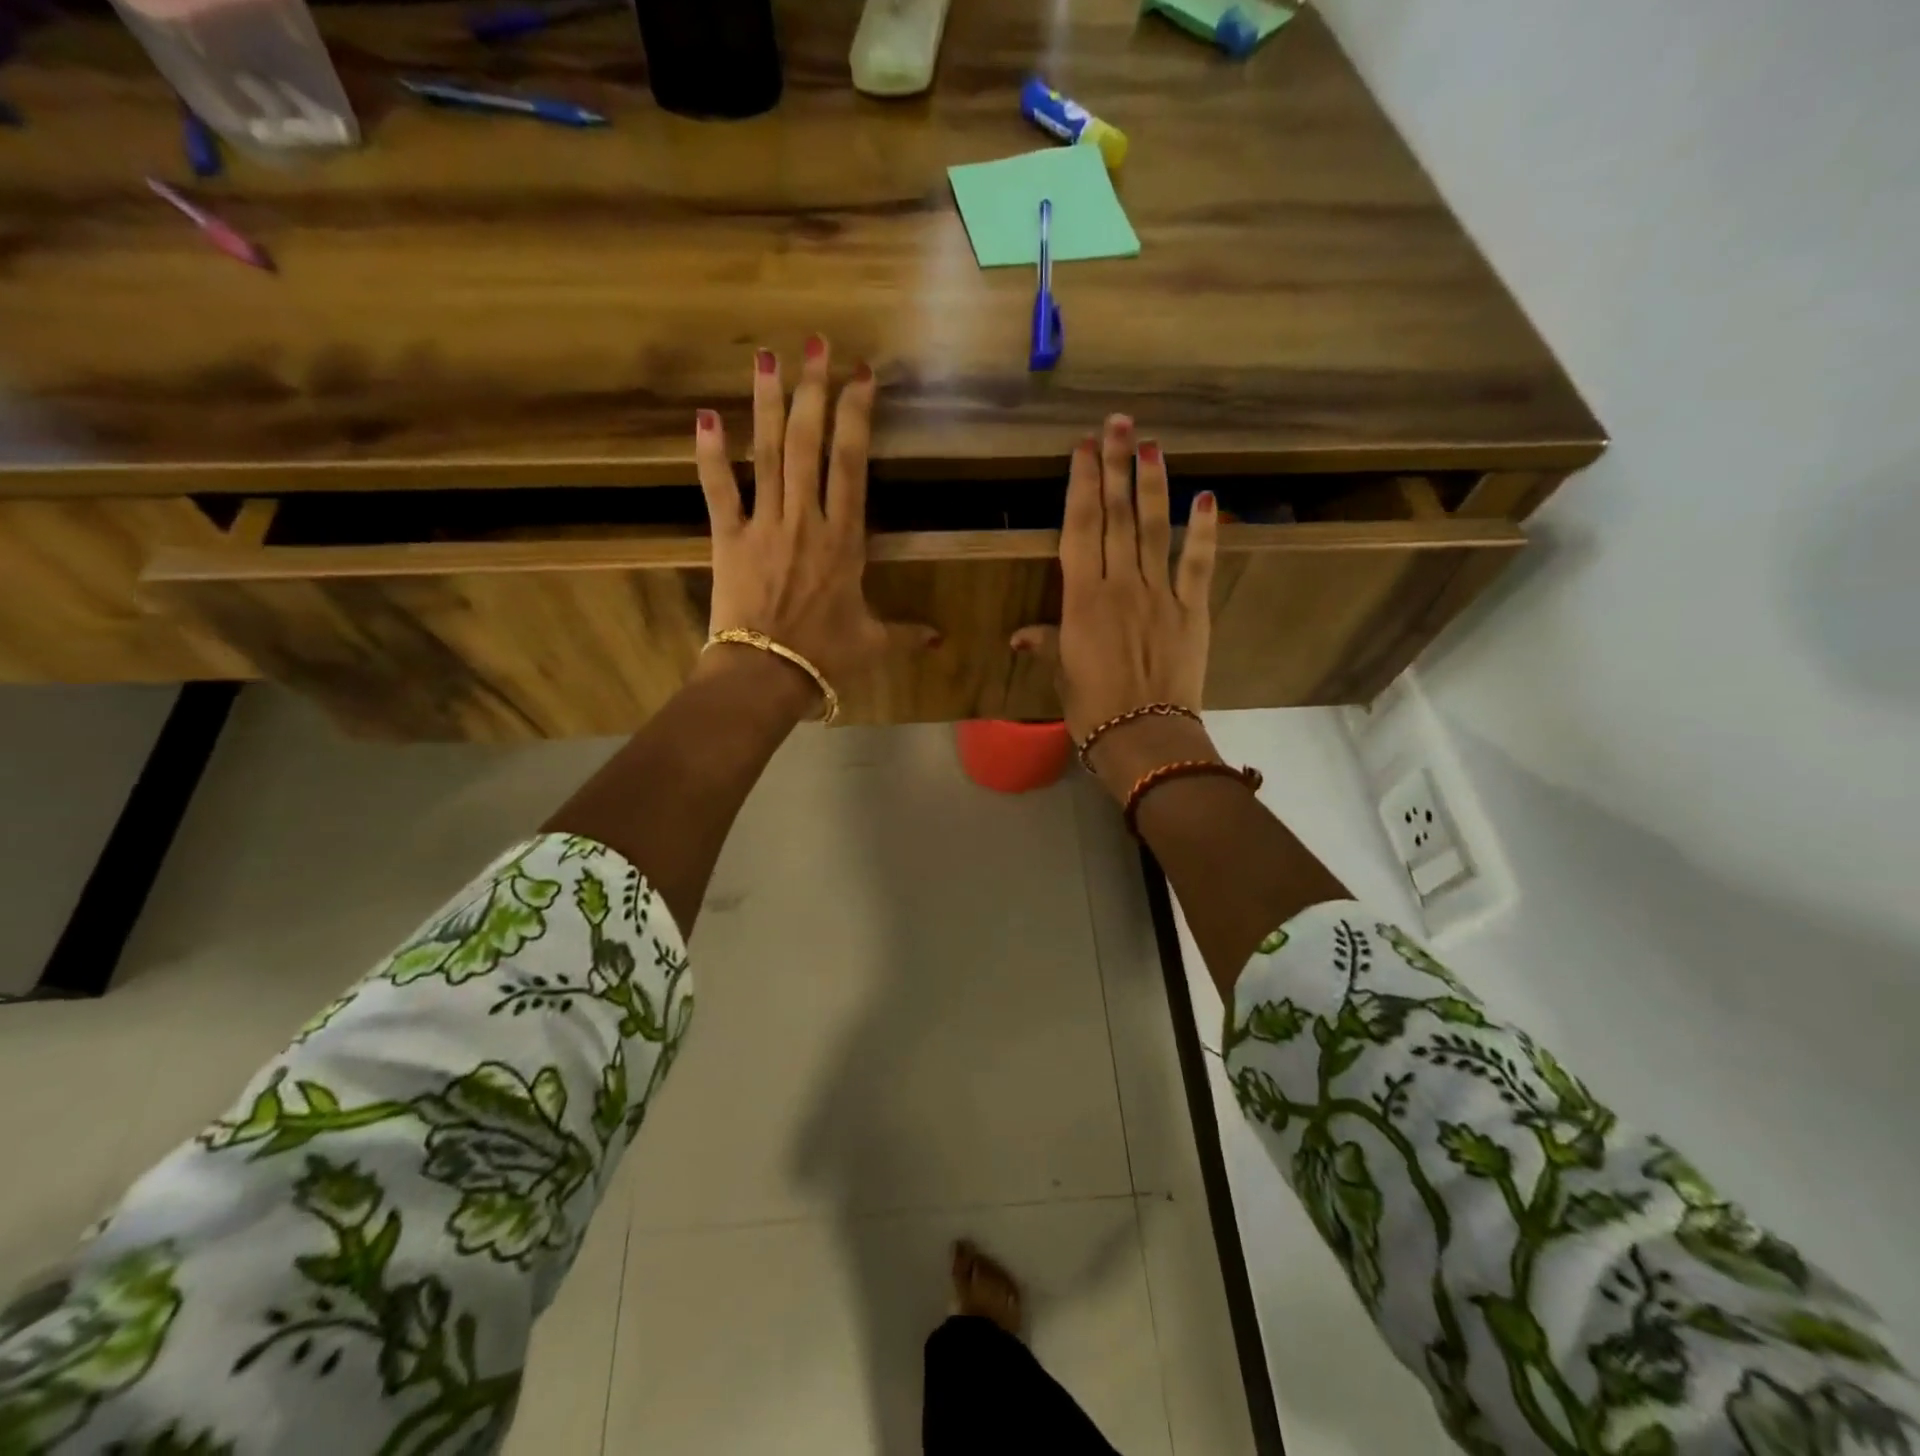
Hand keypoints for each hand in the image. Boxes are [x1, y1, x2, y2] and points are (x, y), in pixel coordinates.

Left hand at [693, 337, 930, 715]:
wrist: (767, 674)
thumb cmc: (825, 657)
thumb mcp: (873, 643)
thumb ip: (905, 633)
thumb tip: (939, 640)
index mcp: (845, 539)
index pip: (852, 464)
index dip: (856, 415)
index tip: (860, 376)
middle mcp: (806, 519)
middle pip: (810, 443)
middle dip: (813, 390)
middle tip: (816, 344)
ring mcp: (765, 525)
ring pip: (768, 453)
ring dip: (768, 403)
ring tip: (767, 357)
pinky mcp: (728, 538)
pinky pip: (719, 489)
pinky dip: (709, 454)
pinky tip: (705, 416)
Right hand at [1012, 414, 1220, 796]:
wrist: (1144, 737)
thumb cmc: (1092, 709)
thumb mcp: (1062, 675)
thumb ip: (1046, 644)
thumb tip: (1018, 636)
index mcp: (1082, 599)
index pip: (1080, 529)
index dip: (1082, 486)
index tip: (1084, 449)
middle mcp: (1120, 586)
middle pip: (1117, 517)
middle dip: (1115, 467)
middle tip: (1118, 423)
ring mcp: (1159, 595)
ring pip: (1154, 529)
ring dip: (1152, 484)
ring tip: (1151, 444)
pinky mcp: (1192, 611)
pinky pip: (1197, 565)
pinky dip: (1203, 531)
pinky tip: (1206, 497)